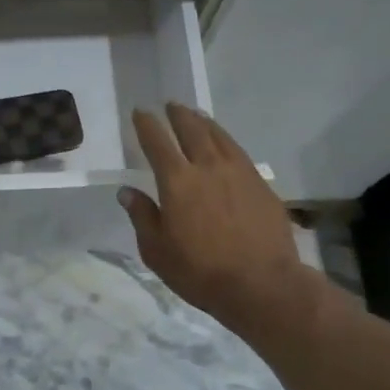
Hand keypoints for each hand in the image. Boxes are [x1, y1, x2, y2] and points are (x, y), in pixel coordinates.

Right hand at [121, 104, 317, 337]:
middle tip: (170, 105)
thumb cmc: (200, 271)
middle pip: (191, 129)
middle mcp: (208, 167)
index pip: (157, 142)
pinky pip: (238, 152)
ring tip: (197, 116)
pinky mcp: (261, 184)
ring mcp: (239, 172)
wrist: (262, 284)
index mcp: (177, 181)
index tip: (140, 112)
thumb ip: (142, 216)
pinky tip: (225, 145)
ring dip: (204, 123)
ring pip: (219, 136)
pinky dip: (226, 141)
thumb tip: (127, 191)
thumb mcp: (157, 251)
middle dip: (178, 115)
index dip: (147, 124)